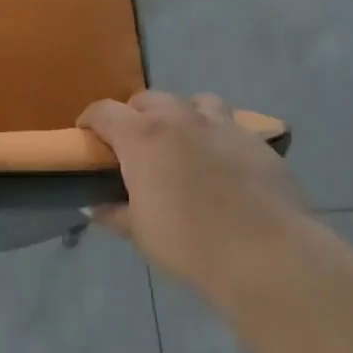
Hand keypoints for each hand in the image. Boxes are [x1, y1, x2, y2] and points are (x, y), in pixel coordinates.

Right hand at [78, 90, 300, 287]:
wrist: (265, 253)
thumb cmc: (189, 243)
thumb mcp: (141, 232)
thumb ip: (116, 213)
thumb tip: (97, 207)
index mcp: (142, 136)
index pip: (104, 111)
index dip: (90, 120)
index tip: (87, 135)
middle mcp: (180, 117)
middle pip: (148, 99)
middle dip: (136, 116)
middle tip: (136, 145)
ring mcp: (222, 124)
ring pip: (195, 101)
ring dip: (182, 116)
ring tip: (184, 143)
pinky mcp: (255, 139)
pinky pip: (230, 125)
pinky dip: (218, 137)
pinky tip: (224, 165)